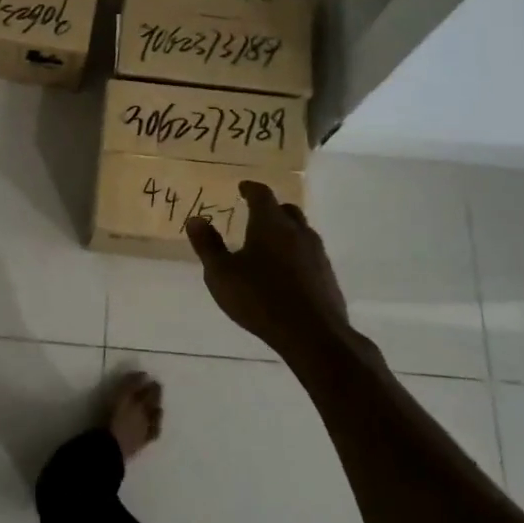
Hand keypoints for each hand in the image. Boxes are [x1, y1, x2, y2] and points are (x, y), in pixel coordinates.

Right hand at [186, 181, 359, 363]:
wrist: (313, 335)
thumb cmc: (260, 298)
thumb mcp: (221, 274)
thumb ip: (208, 245)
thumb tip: (195, 219)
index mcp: (270, 224)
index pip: (262, 194)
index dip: (251, 189)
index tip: (242, 188)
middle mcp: (297, 231)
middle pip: (286, 210)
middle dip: (271, 209)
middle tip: (255, 215)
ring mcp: (317, 253)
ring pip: (301, 232)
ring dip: (286, 232)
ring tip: (269, 245)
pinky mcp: (327, 276)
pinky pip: (309, 255)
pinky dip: (296, 255)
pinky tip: (286, 273)